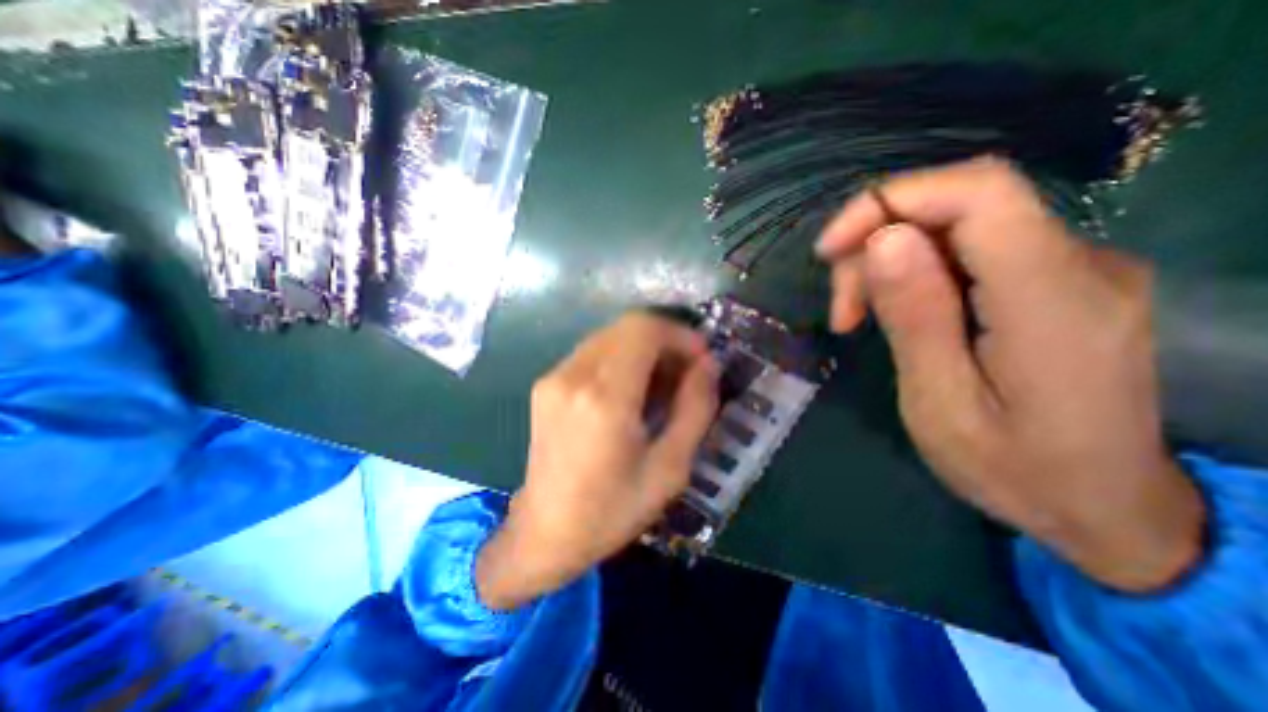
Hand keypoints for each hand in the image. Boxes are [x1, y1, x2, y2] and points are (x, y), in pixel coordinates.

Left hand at [475, 314, 716, 608]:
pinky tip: (632, 391)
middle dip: (665, 341)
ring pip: (611, 336)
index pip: (644, 329)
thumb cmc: (612, 510)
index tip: (701, 358)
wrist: (544, 532)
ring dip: (644, 349)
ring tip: (662, 385)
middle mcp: (574, 375)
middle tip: (686, 373)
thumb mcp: (670, 468)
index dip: (679, 334)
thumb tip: (708, 364)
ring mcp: (554, 376)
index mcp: (605, 398)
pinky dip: (621, 359)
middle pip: (628, 326)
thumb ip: (695, 408)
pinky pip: (593, 352)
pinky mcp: (546, 383)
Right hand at [816, 159, 1199, 592]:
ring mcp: (1073, 268)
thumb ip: (916, 317)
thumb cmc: (1013, 470)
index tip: (829, 249)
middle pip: (957, 205)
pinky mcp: (1052, 281)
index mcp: (1054, 299)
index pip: (979, 193)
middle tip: (842, 310)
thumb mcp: (940, 403)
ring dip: (888, 261)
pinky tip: (894, 312)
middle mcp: (1079, 263)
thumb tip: (883, 240)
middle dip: (875, 243)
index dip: (889, 202)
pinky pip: (967, 250)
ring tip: (857, 318)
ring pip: (954, 226)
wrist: (1105, 509)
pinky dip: (913, 270)